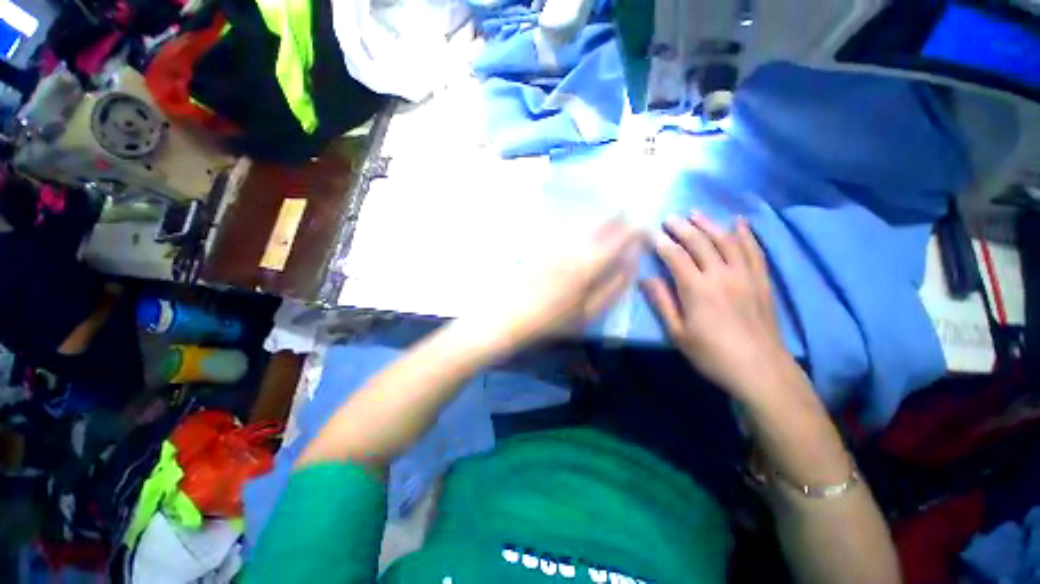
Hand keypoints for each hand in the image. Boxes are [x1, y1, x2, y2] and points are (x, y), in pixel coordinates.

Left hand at [471, 219, 641, 352]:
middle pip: (600, 226)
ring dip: (599, 220)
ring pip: (583, 226)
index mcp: (589, 264)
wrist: (506, 315)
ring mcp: (555, 244)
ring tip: (611, 215)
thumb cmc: (551, 320)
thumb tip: (631, 264)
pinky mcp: (541, 246)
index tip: (643, 225)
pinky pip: (566, 231)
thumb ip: (613, 288)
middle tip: (627, 213)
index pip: (618, 239)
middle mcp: (573, 247)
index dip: (633, 230)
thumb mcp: (588, 313)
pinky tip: (581, 229)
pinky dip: (579, 228)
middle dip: (616, 218)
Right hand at [642, 213, 796, 401]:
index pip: (675, 256)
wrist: (760, 369)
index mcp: (697, 289)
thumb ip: (662, 303)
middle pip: (700, 242)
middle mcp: (721, 275)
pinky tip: (739, 222)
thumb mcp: (677, 333)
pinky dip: (746, 233)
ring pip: (726, 240)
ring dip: (709, 224)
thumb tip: (645, 278)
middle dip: (682, 227)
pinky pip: (754, 250)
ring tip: (695, 213)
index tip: (649, 232)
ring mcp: (745, 275)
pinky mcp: (762, 280)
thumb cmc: (712, 354)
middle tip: (669, 218)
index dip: (661, 242)